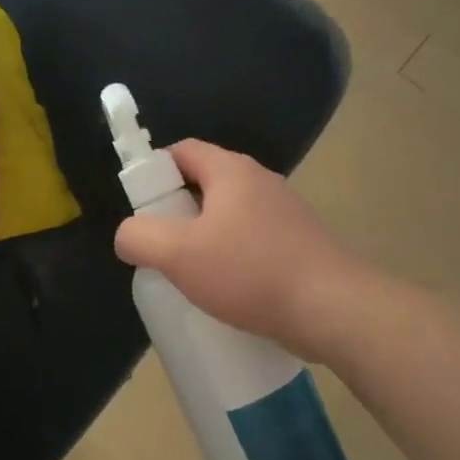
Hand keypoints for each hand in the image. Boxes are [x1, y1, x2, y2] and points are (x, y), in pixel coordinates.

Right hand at [114, 139, 359, 359]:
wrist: (331, 308)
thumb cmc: (249, 272)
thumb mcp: (178, 255)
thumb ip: (140, 238)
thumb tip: (128, 235)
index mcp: (232, 172)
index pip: (183, 151)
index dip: (155, 172)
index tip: (142, 209)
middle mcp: (262, 182)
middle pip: (206, 184)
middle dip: (177, 212)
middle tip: (161, 247)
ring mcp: (286, 213)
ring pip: (231, 216)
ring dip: (206, 239)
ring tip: (191, 275)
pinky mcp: (300, 243)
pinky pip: (253, 241)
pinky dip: (234, 258)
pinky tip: (228, 291)